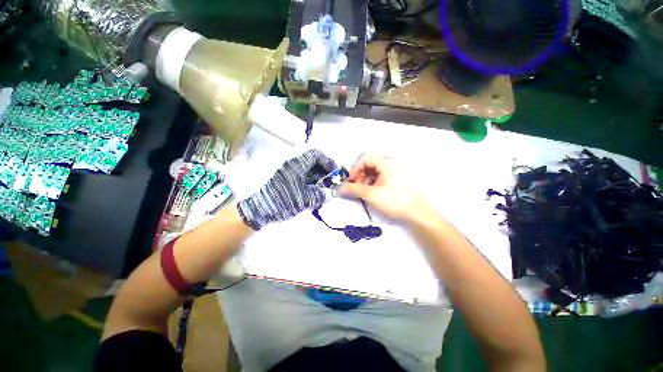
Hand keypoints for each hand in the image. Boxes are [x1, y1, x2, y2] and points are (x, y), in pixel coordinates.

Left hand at [238, 149, 335, 229]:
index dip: (327, 162)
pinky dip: (305, 181)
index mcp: (296, 163)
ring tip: (319, 190)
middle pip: (311, 160)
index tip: (333, 173)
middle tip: (327, 183)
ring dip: (314, 177)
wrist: (254, 208)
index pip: (316, 154)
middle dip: (322, 171)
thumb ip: (320, 195)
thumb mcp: (303, 199)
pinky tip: (308, 191)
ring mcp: (283, 168)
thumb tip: (330, 193)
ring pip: (304, 168)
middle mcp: (290, 161)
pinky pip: (297, 174)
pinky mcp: (279, 176)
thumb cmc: (280, 200)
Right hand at [338, 154, 431, 222]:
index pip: (364, 158)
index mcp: (385, 163)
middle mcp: (388, 164)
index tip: (351, 180)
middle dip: (359, 175)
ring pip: (371, 172)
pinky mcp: (392, 181)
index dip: (355, 168)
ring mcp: (391, 172)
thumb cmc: (394, 201)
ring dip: (363, 180)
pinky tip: (370, 194)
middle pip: (367, 164)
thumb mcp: (371, 194)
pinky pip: (377, 178)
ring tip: (363, 192)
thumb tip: (339, 188)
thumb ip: (353, 189)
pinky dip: (370, 184)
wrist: (416, 214)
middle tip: (356, 187)